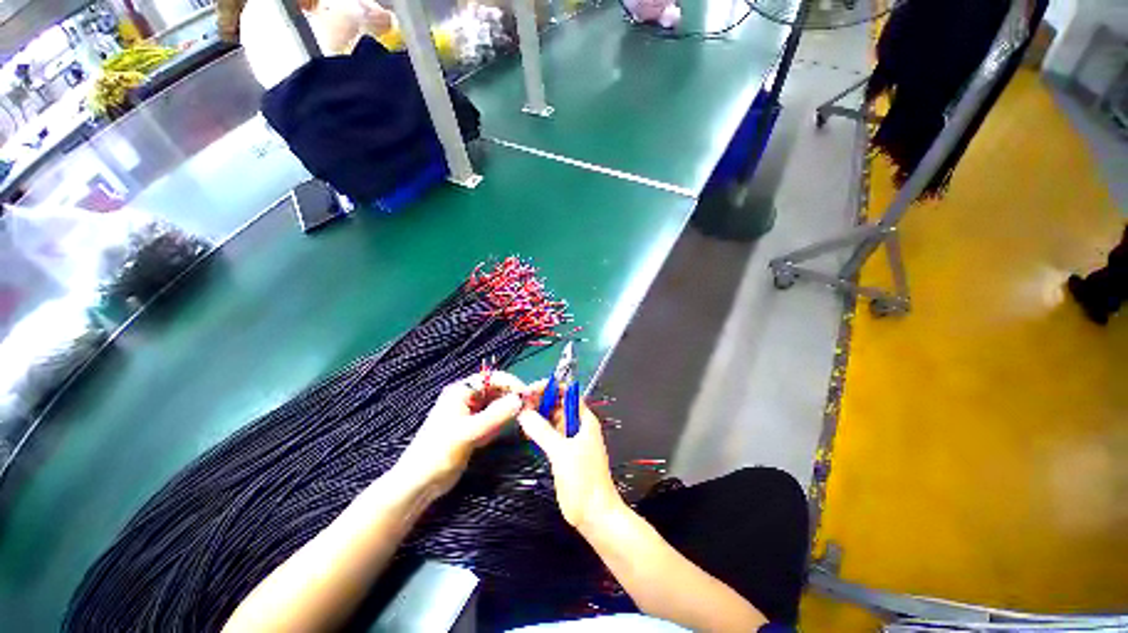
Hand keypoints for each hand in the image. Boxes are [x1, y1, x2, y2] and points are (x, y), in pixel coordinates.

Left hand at [396, 371, 525, 494]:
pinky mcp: (474, 428)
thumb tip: (521, 399)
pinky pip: (494, 420)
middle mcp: (468, 398)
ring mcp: (471, 414)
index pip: (493, 378)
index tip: (528, 396)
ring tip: (525, 417)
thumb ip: (495, 415)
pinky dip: (502, 422)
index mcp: (462, 391)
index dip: (512, 384)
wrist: (419, 484)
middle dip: (513, 397)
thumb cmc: (438, 452)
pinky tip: (507, 429)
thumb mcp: (468, 432)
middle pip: (497, 390)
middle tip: (531, 408)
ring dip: (510, 410)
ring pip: (497, 405)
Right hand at [518, 384, 623, 534]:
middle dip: (540, 401)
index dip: (550, 388)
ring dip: (538, 415)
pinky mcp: (564, 453)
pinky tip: (526, 430)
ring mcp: (571, 439)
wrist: (595, 515)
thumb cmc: (583, 480)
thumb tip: (523, 412)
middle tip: (519, 404)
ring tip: (519, 414)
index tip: (529, 391)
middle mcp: (578, 425)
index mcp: (584, 419)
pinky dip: (539, 430)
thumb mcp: (561, 452)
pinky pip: (550, 434)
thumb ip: (541, 431)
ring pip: (552, 419)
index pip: (567, 393)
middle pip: (558, 404)